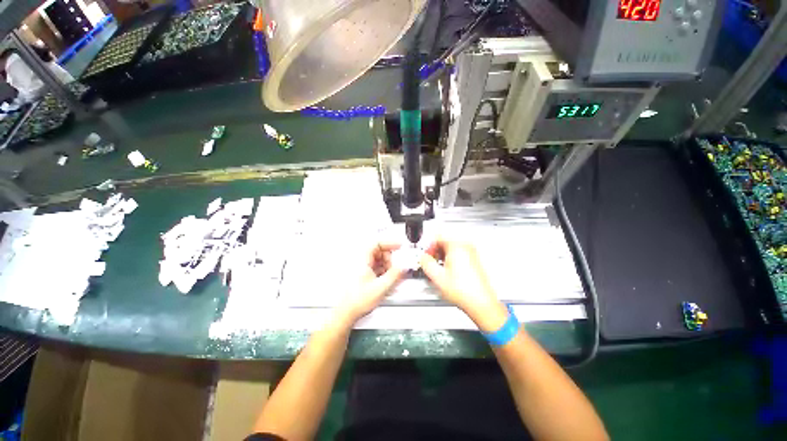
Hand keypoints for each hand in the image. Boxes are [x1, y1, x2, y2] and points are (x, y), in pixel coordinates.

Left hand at [332, 242, 405, 326]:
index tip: (399, 246)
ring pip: (377, 259)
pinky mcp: (361, 273)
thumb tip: (404, 266)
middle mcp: (360, 260)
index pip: (377, 242)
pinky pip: (375, 266)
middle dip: (389, 258)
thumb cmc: (357, 301)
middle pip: (378, 251)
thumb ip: (395, 275)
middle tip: (395, 267)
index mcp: (362, 259)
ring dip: (386, 265)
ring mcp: (360, 267)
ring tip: (389, 277)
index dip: (390, 242)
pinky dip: (382, 270)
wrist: (346, 313)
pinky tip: (384, 280)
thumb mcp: (381, 287)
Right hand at [420, 238, 508, 331]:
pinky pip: (459, 254)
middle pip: (445, 242)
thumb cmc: (464, 291)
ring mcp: (472, 254)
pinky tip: (448, 272)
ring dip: (443, 256)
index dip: (429, 246)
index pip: (438, 238)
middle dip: (436, 252)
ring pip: (452, 249)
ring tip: (439, 269)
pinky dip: (451, 260)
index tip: (426, 255)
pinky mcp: (474, 261)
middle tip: (431, 262)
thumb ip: (426, 263)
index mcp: (456, 246)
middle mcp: (466, 247)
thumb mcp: (437, 276)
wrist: (480, 302)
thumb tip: (423, 258)